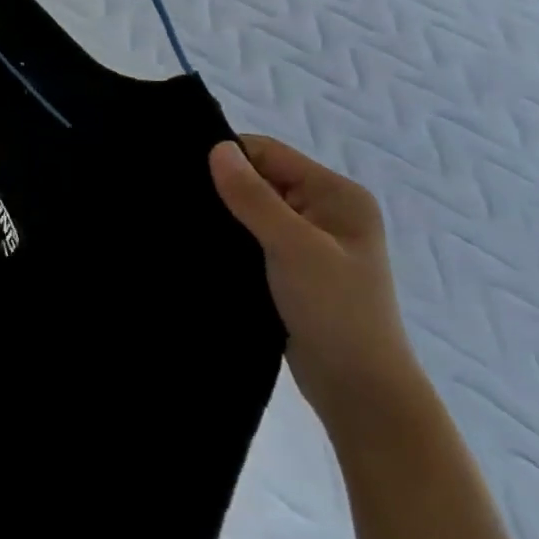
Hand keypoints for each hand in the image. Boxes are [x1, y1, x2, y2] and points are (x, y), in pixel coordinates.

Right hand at [209, 137, 428, 435]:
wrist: (359, 391)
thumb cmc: (335, 311)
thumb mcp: (293, 247)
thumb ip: (253, 197)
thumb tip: (217, 147)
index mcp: (337, 194)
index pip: (267, 153)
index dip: (227, 158)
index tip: (185, 174)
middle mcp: (326, 209)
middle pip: (259, 177)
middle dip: (223, 187)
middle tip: (179, 200)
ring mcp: (311, 240)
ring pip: (252, 208)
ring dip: (225, 215)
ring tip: (186, 223)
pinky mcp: (293, 266)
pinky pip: (253, 235)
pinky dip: (231, 238)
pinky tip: (206, 246)